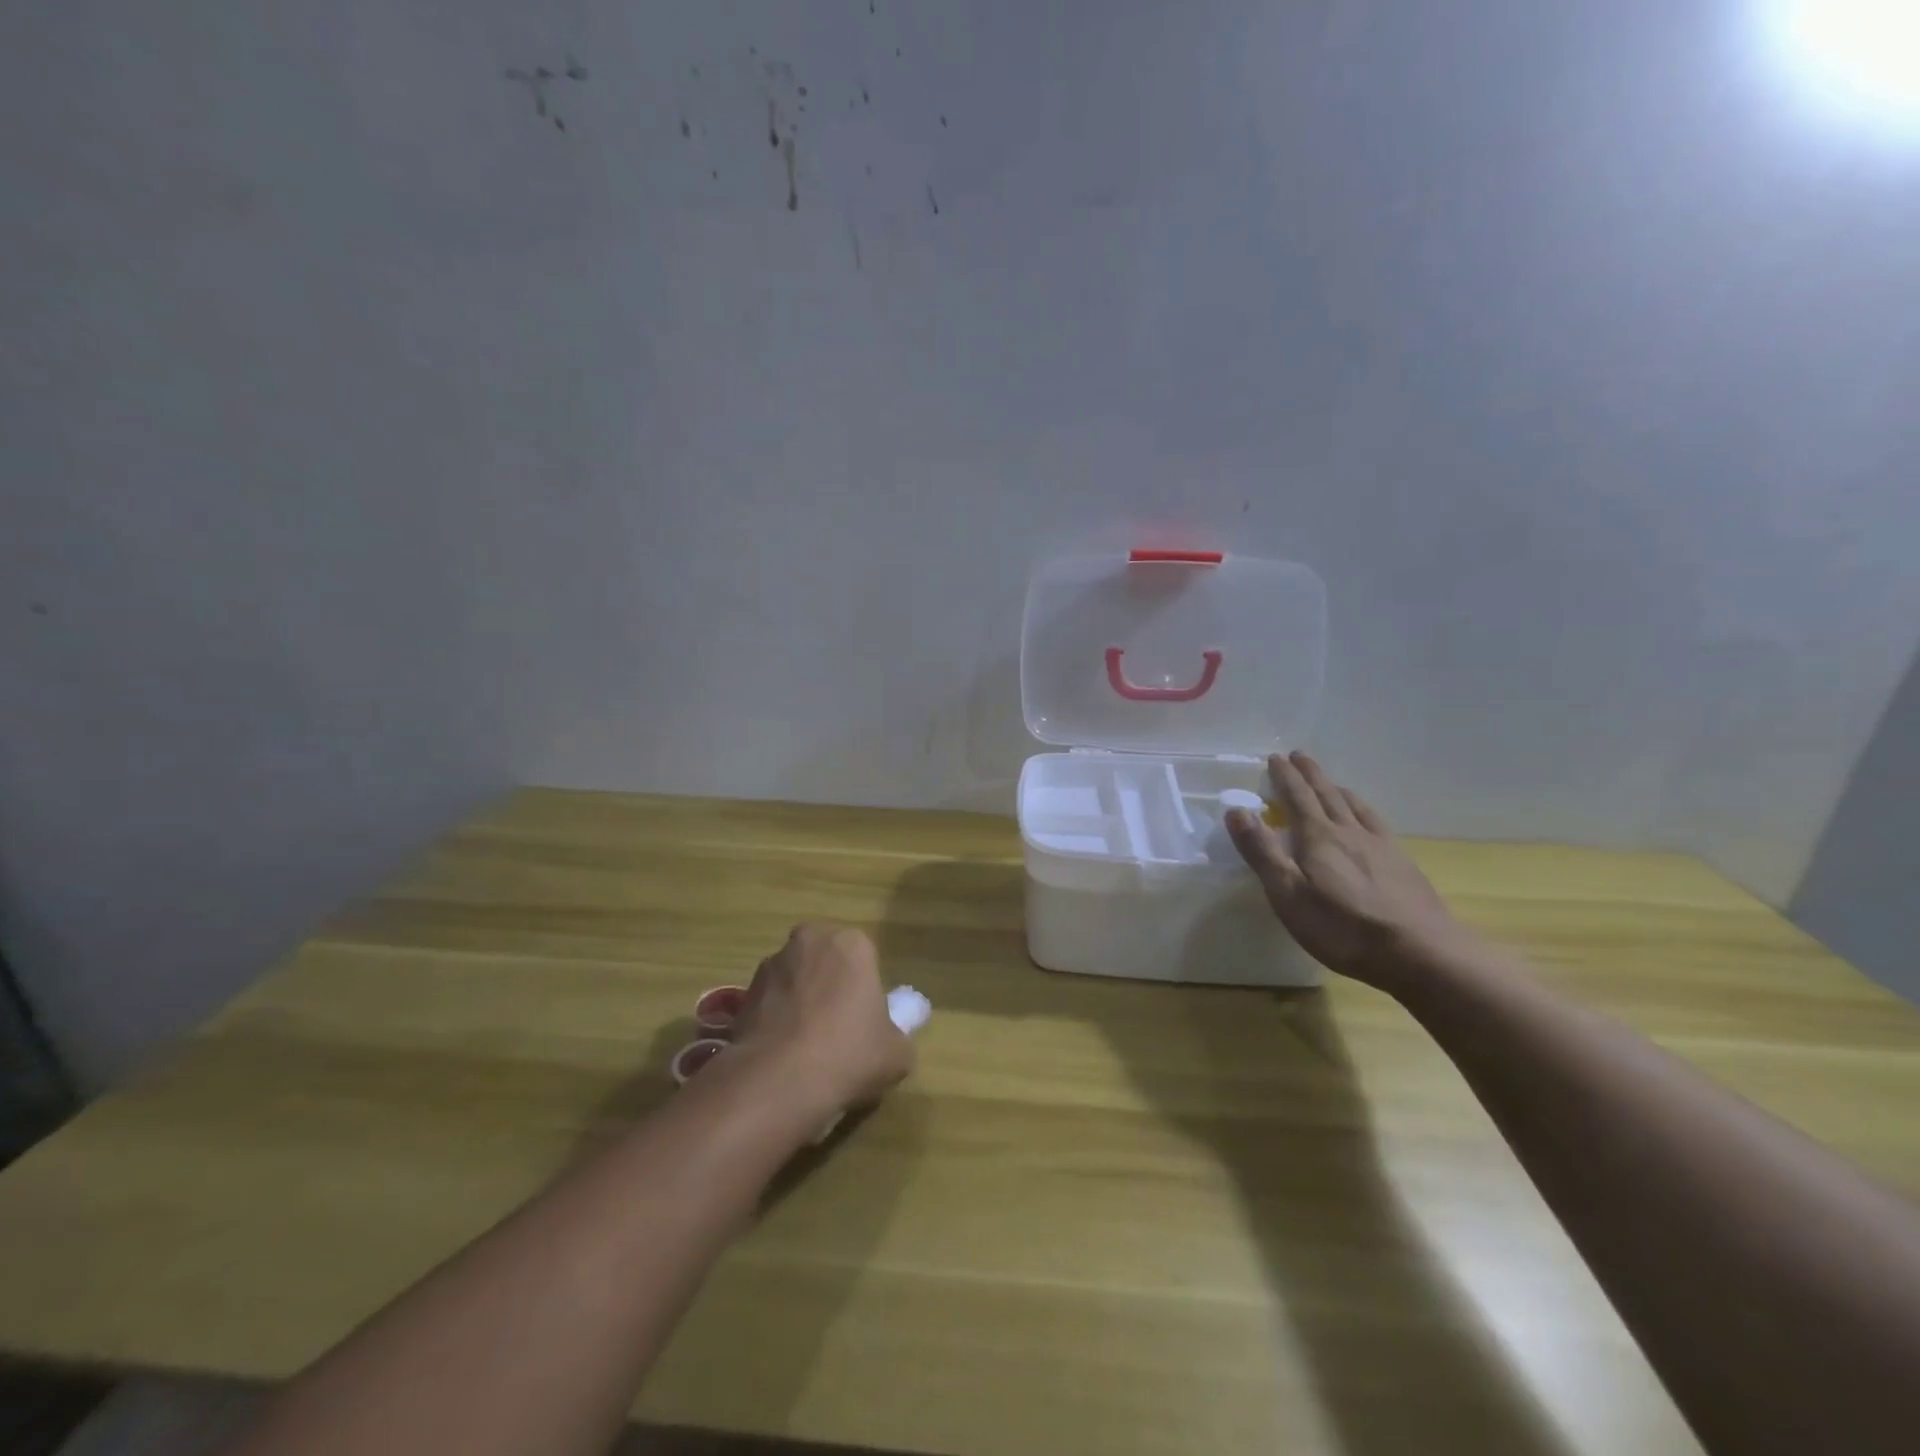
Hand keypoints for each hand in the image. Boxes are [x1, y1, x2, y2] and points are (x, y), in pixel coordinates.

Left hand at [731, 924, 914, 1118]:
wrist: (779, 1080)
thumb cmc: (849, 1054)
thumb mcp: (897, 1054)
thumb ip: (896, 1037)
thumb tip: (888, 1039)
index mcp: (852, 944)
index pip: (864, 960)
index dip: (864, 992)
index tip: (864, 1024)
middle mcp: (810, 941)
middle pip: (825, 962)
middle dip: (829, 987)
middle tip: (836, 1030)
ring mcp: (772, 964)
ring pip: (795, 980)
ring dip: (799, 1002)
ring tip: (805, 1048)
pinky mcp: (743, 992)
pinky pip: (769, 1003)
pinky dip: (775, 1021)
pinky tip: (782, 1054)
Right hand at [1225, 752, 1470, 991]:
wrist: (1421, 953)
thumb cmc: (1342, 927)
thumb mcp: (1287, 893)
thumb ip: (1261, 851)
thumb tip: (1237, 810)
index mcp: (1318, 837)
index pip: (1296, 797)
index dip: (1284, 776)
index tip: (1275, 758)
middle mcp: (1349, 832)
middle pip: (1327, 794)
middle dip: (1310, 774)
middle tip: (1299, 756)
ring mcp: (1381, 847)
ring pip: (1355, 807)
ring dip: (1337, 789)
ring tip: (1330, 783)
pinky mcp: (1402, 865)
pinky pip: (1377, 824)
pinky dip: (1364, 811)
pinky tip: (1368, 820)